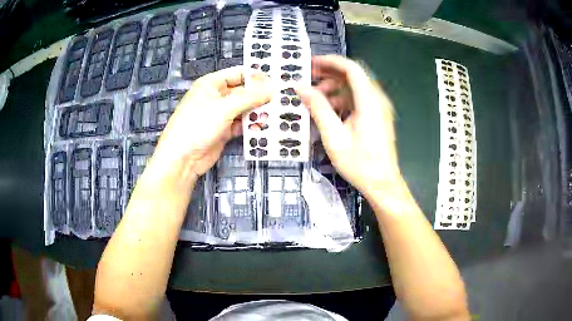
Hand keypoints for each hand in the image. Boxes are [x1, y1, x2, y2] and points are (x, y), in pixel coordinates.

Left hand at [154, 66, 270, 175]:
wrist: (183, 159)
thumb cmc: (197, 126)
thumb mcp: (224, 107)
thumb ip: (249, 97)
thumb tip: (271, 87)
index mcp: (212, 84)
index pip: (238, 74)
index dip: (256, 77)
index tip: (276, 82)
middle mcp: (216, 97)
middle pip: (243, 92)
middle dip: (260, 96)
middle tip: (281, 100)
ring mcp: (220, 114)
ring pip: (244, 109)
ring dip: (257, 112)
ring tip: (276, 115)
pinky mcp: (224, 130)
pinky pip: (241, 124)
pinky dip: (251, 126)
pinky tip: (263, 128)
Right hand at [296, 56, 401, 196]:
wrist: (382, 183)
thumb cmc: (359, 163)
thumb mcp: (334, 136)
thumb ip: (317, 108)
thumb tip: (300, 87)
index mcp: (369, 101)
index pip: (351, 68)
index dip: (330, 61)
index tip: (311, 63)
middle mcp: (377, 100)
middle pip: (353, 76)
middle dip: (329, 74)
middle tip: (308, 79)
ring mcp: (378, 108)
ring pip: (354, 88)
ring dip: (334, 89)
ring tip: (315, 99)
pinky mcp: (377, 116)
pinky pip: (358, 100)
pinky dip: (342, 100)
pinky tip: (328, 112)